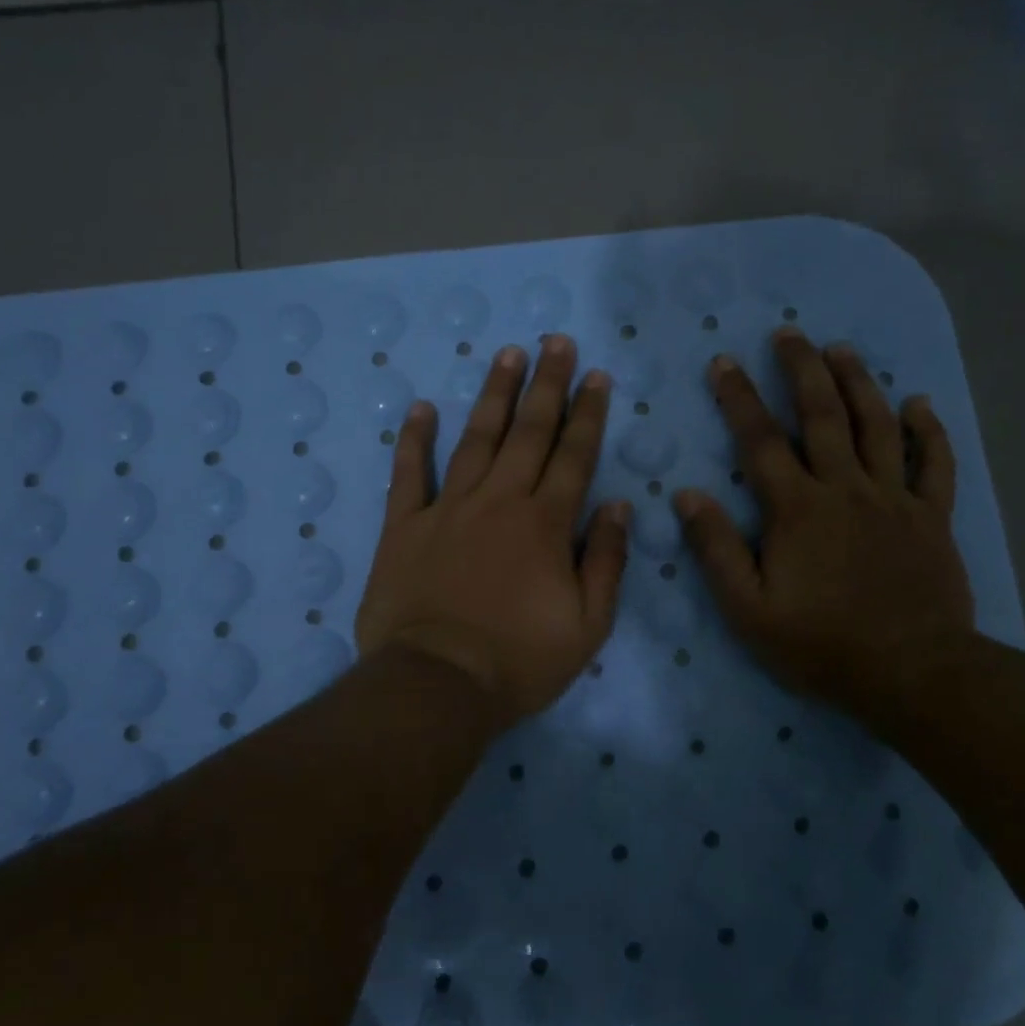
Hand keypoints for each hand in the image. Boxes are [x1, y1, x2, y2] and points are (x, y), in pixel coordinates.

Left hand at [355, 335, 630, 732]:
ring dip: (494, 395)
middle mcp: (500, 502)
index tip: (596, 375)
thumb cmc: (519, 661)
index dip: (588, 414)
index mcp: (546, 524)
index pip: (574, 456)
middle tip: (555, 341)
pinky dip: (415, 440)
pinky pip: (409, 474)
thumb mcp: (587, 625)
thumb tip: (620, 507)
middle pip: (529, 433)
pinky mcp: (404, 526)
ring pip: (476, 439)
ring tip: (508, 355)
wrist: (437, 684)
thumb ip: (607, 561)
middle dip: (547, 385)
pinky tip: (422, 407)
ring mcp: (448, 509)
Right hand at [674, 328, 975, 732]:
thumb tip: (688, 496)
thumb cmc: (821, 645)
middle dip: (802, 370)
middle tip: (790, 333)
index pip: (760, 440)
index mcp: (798, 509)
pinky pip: (935, 464)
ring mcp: (894, 500)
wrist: (911, 673)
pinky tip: (919, 403)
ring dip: (858, 383)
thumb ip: (717, 550)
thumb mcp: (749, 609)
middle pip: (823, 415)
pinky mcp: (932, 518)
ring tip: (842, 349)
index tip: (724, 362)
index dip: (739, 398)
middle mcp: (846, 489)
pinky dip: (929, 431)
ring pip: (877, 426)